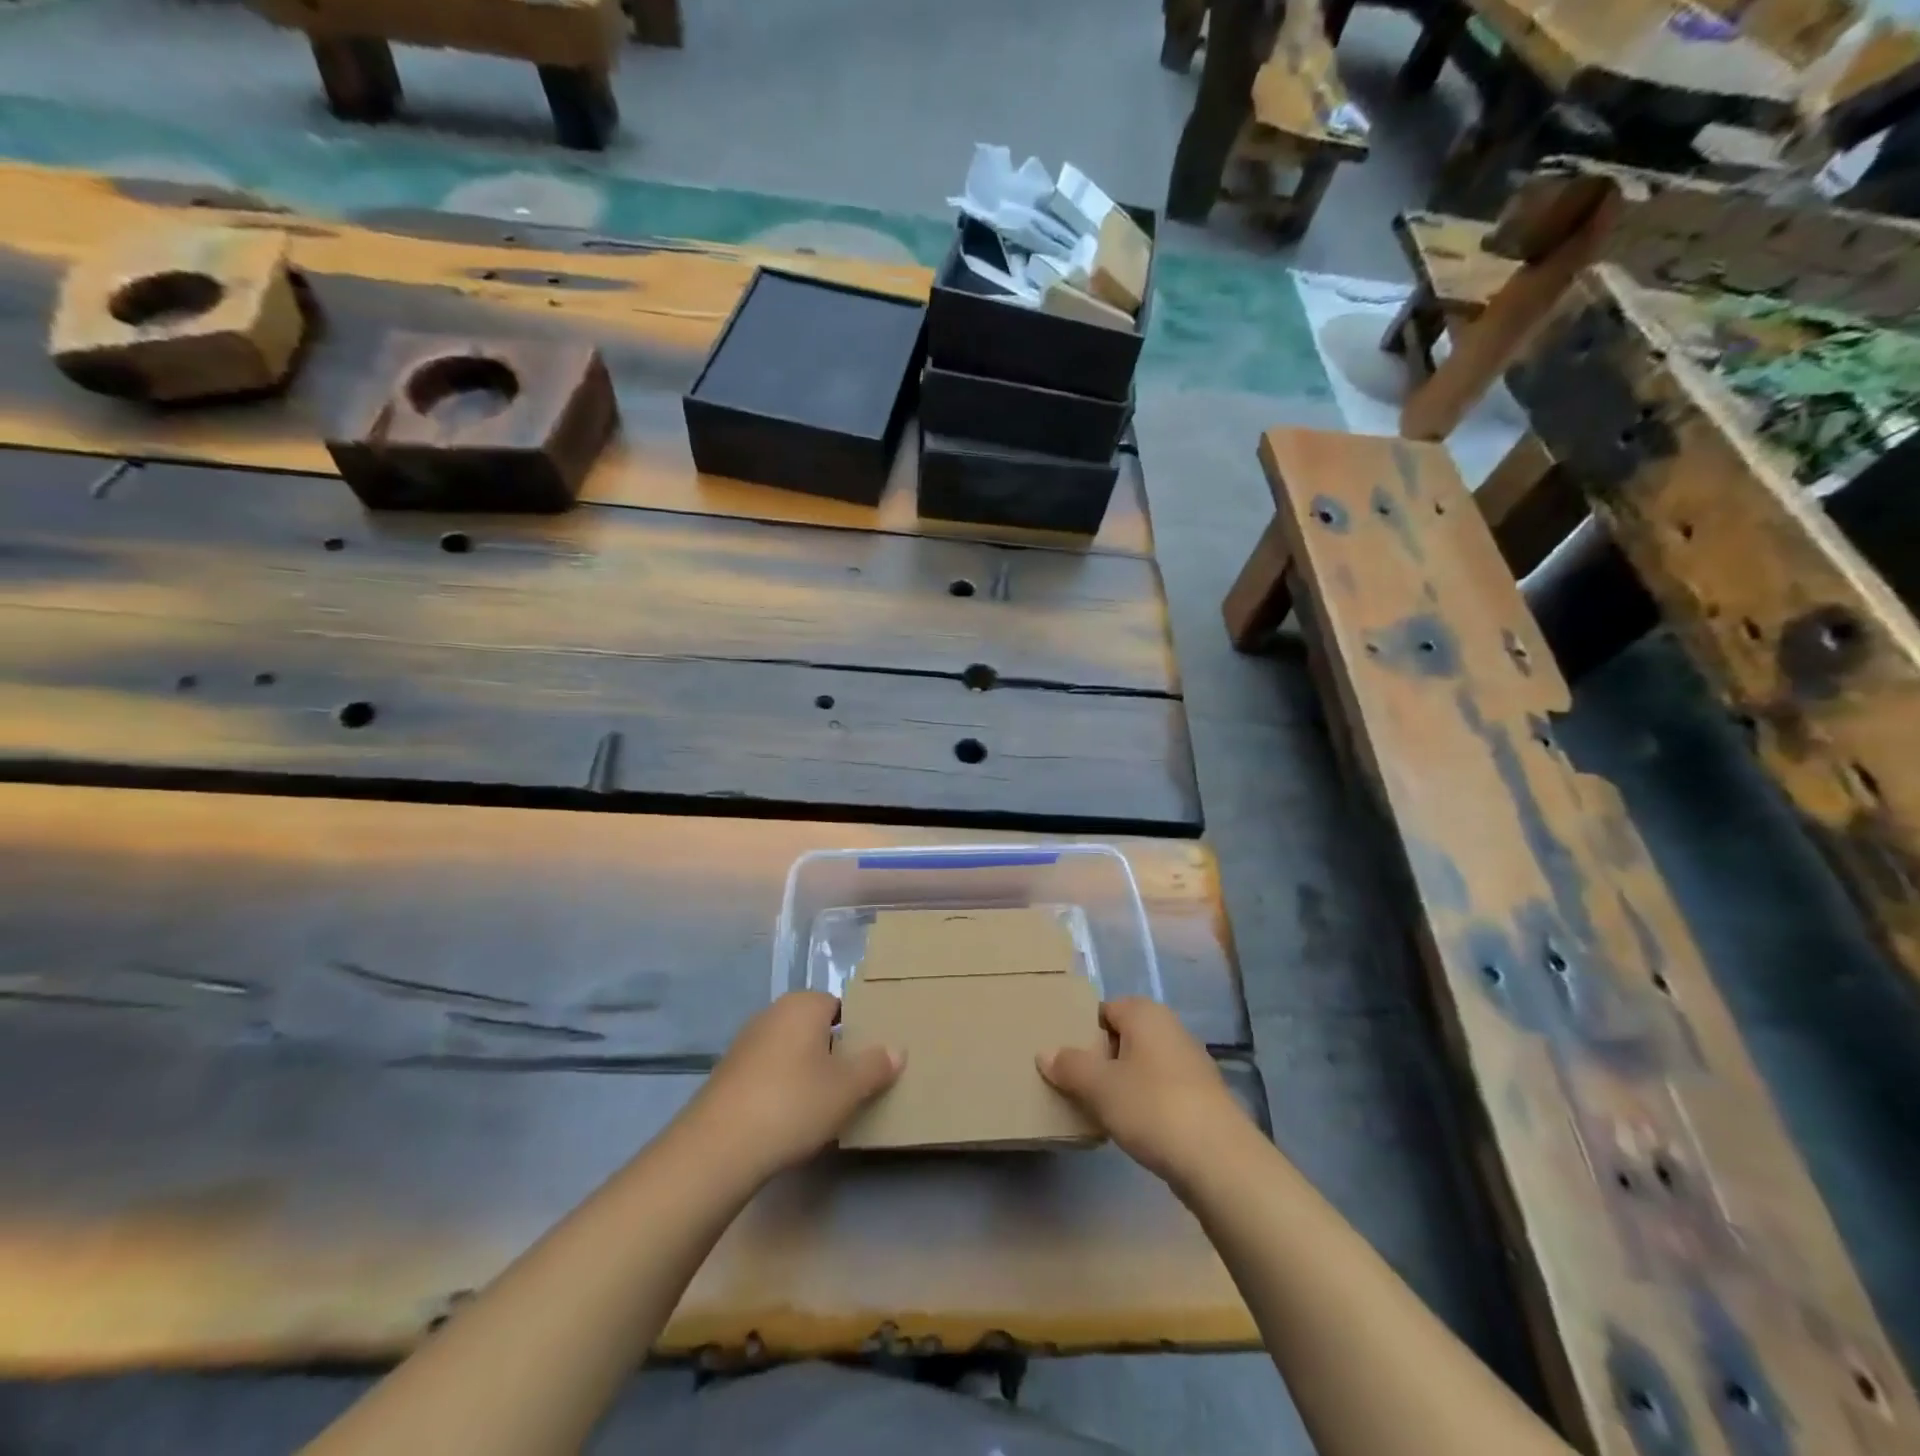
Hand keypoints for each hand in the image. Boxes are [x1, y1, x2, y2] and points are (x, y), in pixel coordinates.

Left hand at [678, 992, 901, 1183]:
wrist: (718, 1147)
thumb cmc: (792, 1103)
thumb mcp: (847, 1089)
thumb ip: (875, 1066)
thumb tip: (897, 1049)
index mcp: (803, 1005)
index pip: (839, 1006)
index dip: (857, 1031)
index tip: (868, 1060)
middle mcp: (772, 1014)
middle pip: (813, 1027)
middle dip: (832, 1051)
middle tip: (852, 1084)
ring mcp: (745, 1043)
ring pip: (790, 1050)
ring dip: (806, 1071)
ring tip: (824, 1106)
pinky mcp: (728, 1074)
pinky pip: (768, 1072)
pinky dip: (781, 1088)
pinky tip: (789, 1118)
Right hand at [1039, 998, 1251, 1186]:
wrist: (1219, 1160)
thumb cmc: (1152, 1107)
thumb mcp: (1099, 1086)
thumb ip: (1069, 1066)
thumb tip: (1045, 1053)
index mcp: (1145, 1013)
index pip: (1103, 1009)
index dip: (1081, 1031)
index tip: (1063, 1059)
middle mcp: (1170, 1028)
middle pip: (1122, 1036)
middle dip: (1099, 1058)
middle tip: (1074, 1085)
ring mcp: (1190, 1063)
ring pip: (1141, 1065)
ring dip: (1121, 1083)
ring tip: (1097, 1109)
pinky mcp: (1201, 1098)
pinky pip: (1160, 1090)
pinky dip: (1143, 1103)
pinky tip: (1131, 1128)